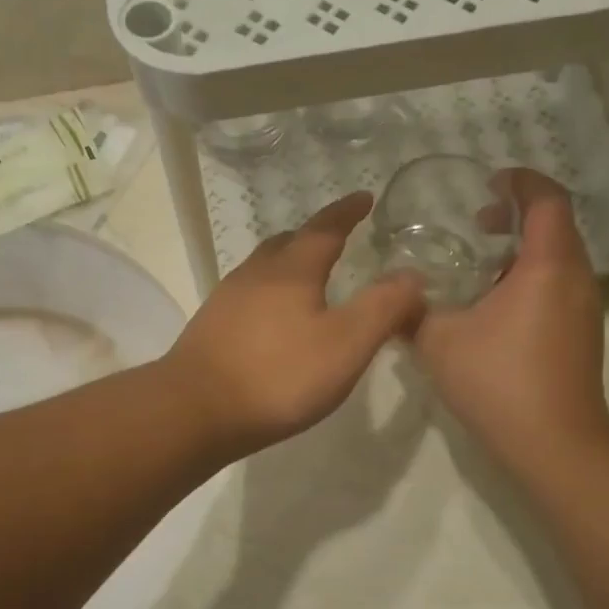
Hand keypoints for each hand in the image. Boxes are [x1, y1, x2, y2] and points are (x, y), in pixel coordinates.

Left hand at [167, 193, 425, 456]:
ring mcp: (227, 299)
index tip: (364, 197)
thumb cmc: (278, 375)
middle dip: (314, 236)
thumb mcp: (345, 344)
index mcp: (292, 270)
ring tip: (308, 277)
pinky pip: (248, 295)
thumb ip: (383, 308)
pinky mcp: (211, 327)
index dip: (347, 212)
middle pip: (287, 242)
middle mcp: (256, 274)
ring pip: (263, 268)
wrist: (195, 410)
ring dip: (289, 263)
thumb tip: (413, 275)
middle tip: (336, 238)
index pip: (325, 228)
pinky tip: (274, 320)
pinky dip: (270, 293)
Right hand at [413, 170, 608, 476]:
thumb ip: (411, 312)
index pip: (546, 199)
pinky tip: (494, 307)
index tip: (489, 182)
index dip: (520, 181)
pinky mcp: (582, 335)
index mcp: (547, 266)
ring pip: (559, 258)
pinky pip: (560, 285)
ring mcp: (585, 309)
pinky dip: (531, 277)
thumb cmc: (498, 381)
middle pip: (556, 225)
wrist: (555, 444)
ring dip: (524, 249)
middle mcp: (576, 279)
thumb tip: (390, 298)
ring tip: (481, 264)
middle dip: (518, 214)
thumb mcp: (438, 342)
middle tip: (478, 222)